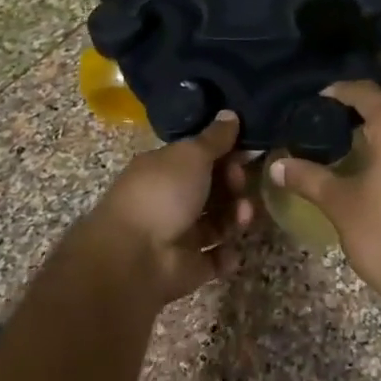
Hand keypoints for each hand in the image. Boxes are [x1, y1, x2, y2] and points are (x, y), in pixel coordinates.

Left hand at [79, 111, 251, 307]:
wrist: (134, 258)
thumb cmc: (162, 194)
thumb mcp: (191, 156)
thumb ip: (215, 138)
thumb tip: (230, 114)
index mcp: (163, 169)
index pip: (199, 157)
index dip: (224, 153)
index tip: (246, 151)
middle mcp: (169, 200)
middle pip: (211, 189)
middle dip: (233, 185)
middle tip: (240, 184)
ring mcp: (178, 235)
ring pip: (217, 222)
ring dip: (235, 217)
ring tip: (243, 216)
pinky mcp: (188, 267)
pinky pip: (214, 258)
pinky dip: (226, 255)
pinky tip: (233, 250)